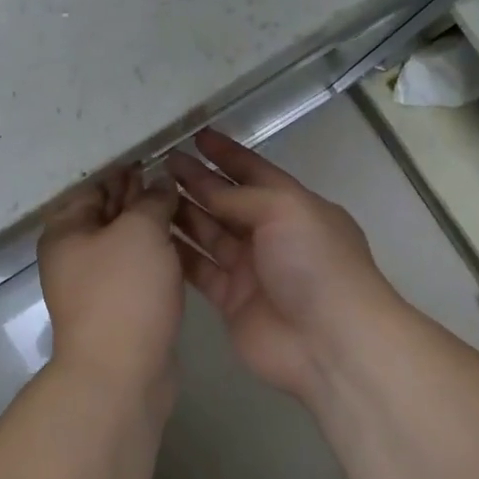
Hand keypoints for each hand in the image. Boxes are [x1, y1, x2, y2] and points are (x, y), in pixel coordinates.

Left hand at [38, 167, 183, 401]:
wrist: (121, 374)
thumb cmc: (123, 292)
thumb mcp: (139, 232)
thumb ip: (151, 200)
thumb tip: (160, 183)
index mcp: (67, 231)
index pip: (93, 186)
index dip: (122, 170)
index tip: (154, 155)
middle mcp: (75, 255)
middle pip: (108, 213)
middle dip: (138, 194)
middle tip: (174, 174)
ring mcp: (97, 284)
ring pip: (126, 242)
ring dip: (151, 223)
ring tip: (184, 202)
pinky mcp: (120, 307)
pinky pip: (138, 268)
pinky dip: (156, 252)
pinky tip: (182, 241)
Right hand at [168, 130, 400, 401]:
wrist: (329, 341)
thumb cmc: (314, 263)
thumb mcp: (284, 210)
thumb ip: (241, 196)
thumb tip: (206, 187)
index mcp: (293, 206)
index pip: (254, 171)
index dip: (227, 154)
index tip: (196, 136)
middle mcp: (272, 234)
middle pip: (227, 202)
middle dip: (198, 182)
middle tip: (161, 163)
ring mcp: (251, 269)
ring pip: (210, 234)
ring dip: (184, 214)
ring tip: (149, 195)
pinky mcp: (232, 300)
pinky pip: (200, 270)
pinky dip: (180, 254)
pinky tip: (152, 237)